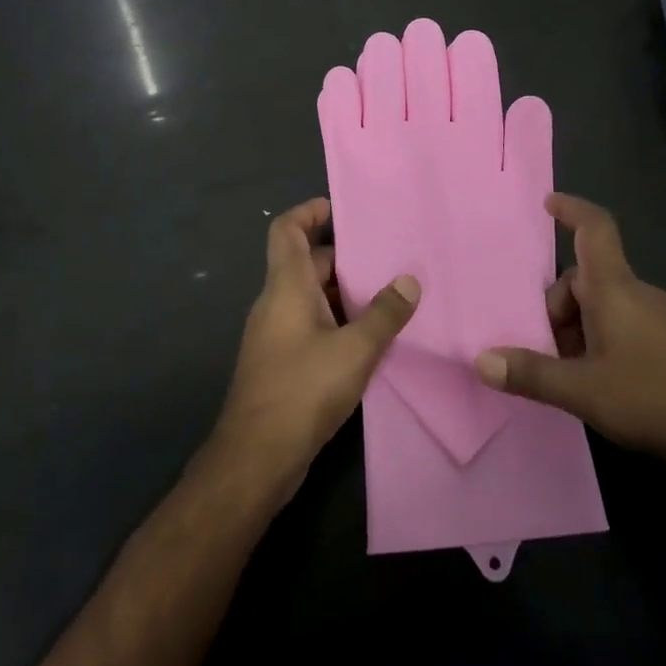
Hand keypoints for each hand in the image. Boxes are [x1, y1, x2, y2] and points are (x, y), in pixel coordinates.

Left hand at [211, 198, 418, 508]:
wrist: (256, 458)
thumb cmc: (302, 390)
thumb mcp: (355, 349)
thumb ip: (384, 313)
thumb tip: (409, 280)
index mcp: (286, 286)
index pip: (287, 230)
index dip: (309, 211)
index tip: (340, 207)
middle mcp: (276, 302)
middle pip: (306, 263)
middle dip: (345, 258)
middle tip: (388, 258)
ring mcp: (276, 334)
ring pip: (312, 297)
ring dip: (346, 294)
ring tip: (389, 295)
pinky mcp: (282, 363)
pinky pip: (312, 325)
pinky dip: (338, 322)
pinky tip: (371, 338)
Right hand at [474, 193, 665, 464]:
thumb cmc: (655, 398)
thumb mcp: (583, 390)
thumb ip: (531, 374)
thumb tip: (480, 360)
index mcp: (614, 288)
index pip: (594, 229)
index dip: (572, 209)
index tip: (548, 202)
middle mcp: (637, 293)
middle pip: (585, 279)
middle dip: (557, 308)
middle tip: (543, 350)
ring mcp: (660, 317)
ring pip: (604, 306)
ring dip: (578, 331)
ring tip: (571, 376)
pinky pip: (625, 325)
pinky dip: (602, 342)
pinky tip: (602, 384)